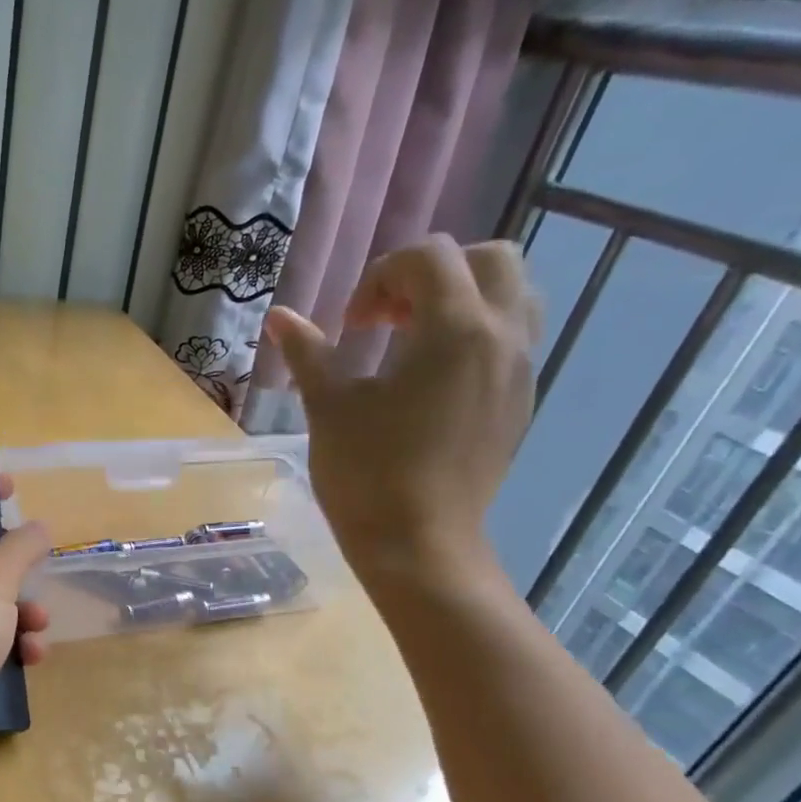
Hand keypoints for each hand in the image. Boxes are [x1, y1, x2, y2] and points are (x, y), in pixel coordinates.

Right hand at [265, 235, 539, 590]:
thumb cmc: (367, 473)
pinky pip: (514, 338)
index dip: (379, 278)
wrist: (419, 544)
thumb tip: (278, 316)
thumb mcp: (329, 407)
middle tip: (388, 319)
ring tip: (415, 340)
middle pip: (488, 259)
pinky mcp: (521, 401)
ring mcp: (521, 369)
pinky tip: (433, 379)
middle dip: (432, 275)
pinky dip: (477, 334)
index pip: (429, 258)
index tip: (350, 327)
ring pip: (513, 295)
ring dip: (464, 298)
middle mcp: (502, 336)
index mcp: (455, 328)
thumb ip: (307, 352)